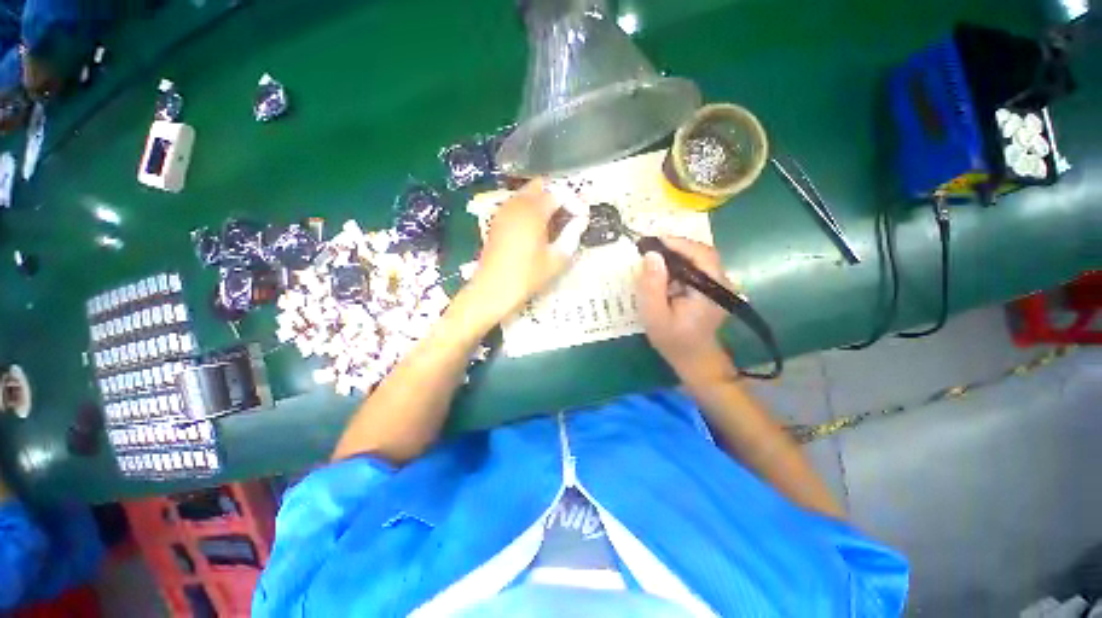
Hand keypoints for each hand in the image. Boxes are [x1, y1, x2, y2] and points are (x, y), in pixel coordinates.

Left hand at [466, 179, 587, 323]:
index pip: (559, 193)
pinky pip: (517, 204)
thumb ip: (572, 235)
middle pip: (541, 185)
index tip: (583, 218)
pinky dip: (530, 208)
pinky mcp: (497, 221)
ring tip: (555, 223)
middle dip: (558, 195)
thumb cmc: (527, 276)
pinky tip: (537, 229)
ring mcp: (504, 211)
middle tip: (569, 215)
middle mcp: (517, 204)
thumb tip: (581, 220)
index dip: (574, 202)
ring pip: (527, 193)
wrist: (493, 289)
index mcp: (533, 211)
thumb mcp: (556, 259)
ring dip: (543, 201)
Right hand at [636, 237, 734, 379]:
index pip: (700, 254)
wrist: (694, 359)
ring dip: (676, 255)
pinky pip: (697, 268)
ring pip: (699, 259)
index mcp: (710, 289)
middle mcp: (721, 282)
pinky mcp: (712, 288)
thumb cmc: (673, 340)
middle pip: (701, 253)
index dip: (677, 243)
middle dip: (674, 247)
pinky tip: (664, 272)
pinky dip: (680, 265)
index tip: (652, 241)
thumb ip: (652, 286)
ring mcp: (719, 285)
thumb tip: (651, 255)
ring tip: (653, 259)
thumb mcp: (654, 315)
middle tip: (649, 249)